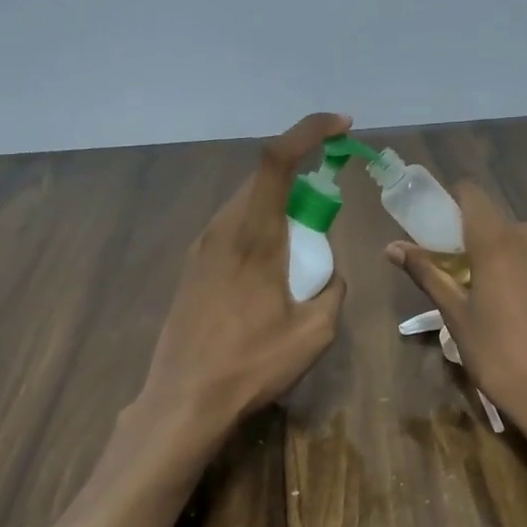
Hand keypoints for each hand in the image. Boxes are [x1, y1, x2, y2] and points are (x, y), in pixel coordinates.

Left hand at [138, 112, 351, 442]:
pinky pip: (232, 229)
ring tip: (302, 248)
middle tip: (329, 209)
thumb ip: (332, 289)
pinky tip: (271, 272)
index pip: (277, 160)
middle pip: (263, 179)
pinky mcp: (192, 268)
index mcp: (253, 236)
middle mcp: (221, 230)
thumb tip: (329, 274)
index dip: (309, 131)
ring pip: (246, 204)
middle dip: (302, 177)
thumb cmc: (251, 365)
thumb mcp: (315, 332)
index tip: (342, 127)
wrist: (183, 400)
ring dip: (280, 208)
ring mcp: (201, 248)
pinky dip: (260, 230)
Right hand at [387, 182, 526, 453]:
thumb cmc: (499, 357)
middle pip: (500, 224)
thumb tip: (392, 247)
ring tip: (509, 305)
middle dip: (482, 244)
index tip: (443, 231)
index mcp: (497, 241)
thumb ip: (428, 273)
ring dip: (514, 261)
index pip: (472, 194)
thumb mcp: (456, 317)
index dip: (454, 204)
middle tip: (471, 283)